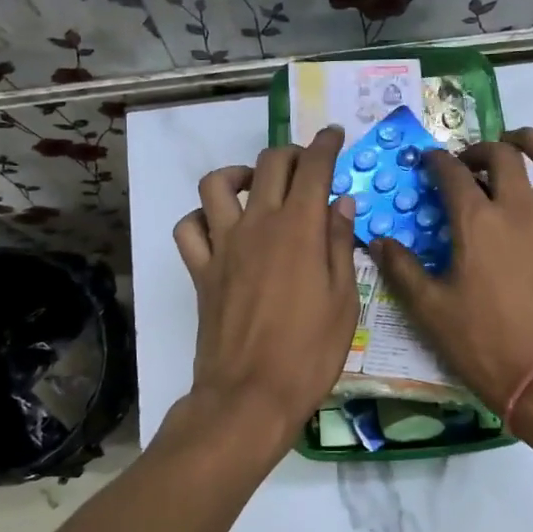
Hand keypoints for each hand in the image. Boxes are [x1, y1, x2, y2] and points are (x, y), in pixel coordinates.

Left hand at [173, 126, 359, 451]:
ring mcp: (223, 245)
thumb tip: (340, 202)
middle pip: (269, 164)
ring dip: (238, 175)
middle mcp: (258, 224)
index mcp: (300, 228)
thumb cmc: (309, 352)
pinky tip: (219, 229)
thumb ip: (340, 244)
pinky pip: (188, 228)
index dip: (326, 144)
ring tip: (255, 189)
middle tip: (307, 167)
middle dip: (291, 153)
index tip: (334, 135)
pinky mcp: (200, 270)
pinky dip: (201, 219)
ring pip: (216, 184)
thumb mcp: (344, 300)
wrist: (250, 395)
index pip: (314, 167)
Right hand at [370, 128, 532, 413]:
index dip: (435, 161)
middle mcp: (519, 209)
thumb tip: (377, 241)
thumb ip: (401, 268)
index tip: (426, 162)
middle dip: (480, 149)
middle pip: (503, 155)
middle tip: (468, 161)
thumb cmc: (481, 342)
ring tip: (519, 144)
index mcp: (477, 221)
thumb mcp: (429, 308)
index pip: (451, 173)